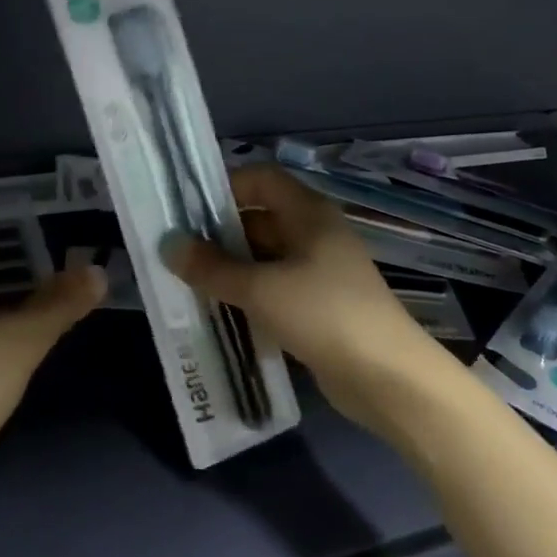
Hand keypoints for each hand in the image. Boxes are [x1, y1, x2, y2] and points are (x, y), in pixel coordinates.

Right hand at [162, 164, 450, 437]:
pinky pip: (276, 287)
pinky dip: (249, 294)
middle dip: (220, 234)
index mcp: (308, 212)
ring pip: (265, 256)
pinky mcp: (319, 304)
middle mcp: (314, 232)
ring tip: (190, 284)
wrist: (387, 378)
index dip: (225, 187)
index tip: (189, 211)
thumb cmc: (323, 314)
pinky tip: (221, 312)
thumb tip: (169, 245)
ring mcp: (319, 270)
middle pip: (260, 217)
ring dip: (231, 268)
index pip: (261, 178)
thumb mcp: (260, 288)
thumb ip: (212, 267)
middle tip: (179, 253)